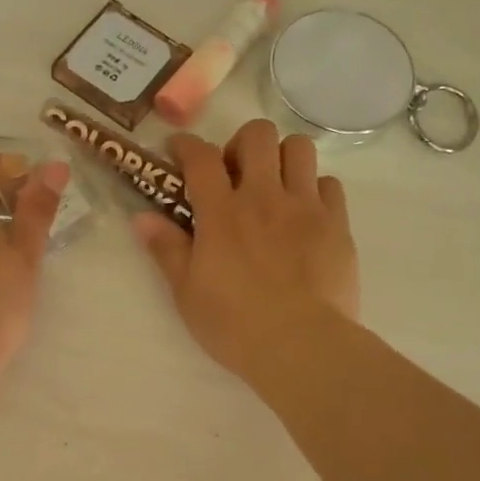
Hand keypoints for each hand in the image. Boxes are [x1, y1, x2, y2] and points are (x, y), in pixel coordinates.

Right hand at [133, 120, 359, 385]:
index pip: (201, 157)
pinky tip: (304, 213)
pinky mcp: (337, 225)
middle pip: (257, 135)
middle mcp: (264, 197)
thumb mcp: (186, 292)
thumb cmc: (234, 324)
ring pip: (299, 148)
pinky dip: (313, 188)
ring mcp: (305, 207)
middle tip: (234, 173)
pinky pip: (329, 183)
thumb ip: (166, 249)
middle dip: (241, 143)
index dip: (187, 145)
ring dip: (281, 157)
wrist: (301, 346)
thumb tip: (142, 218)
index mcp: (222, 213)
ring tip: (273, 185)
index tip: (179, 150)